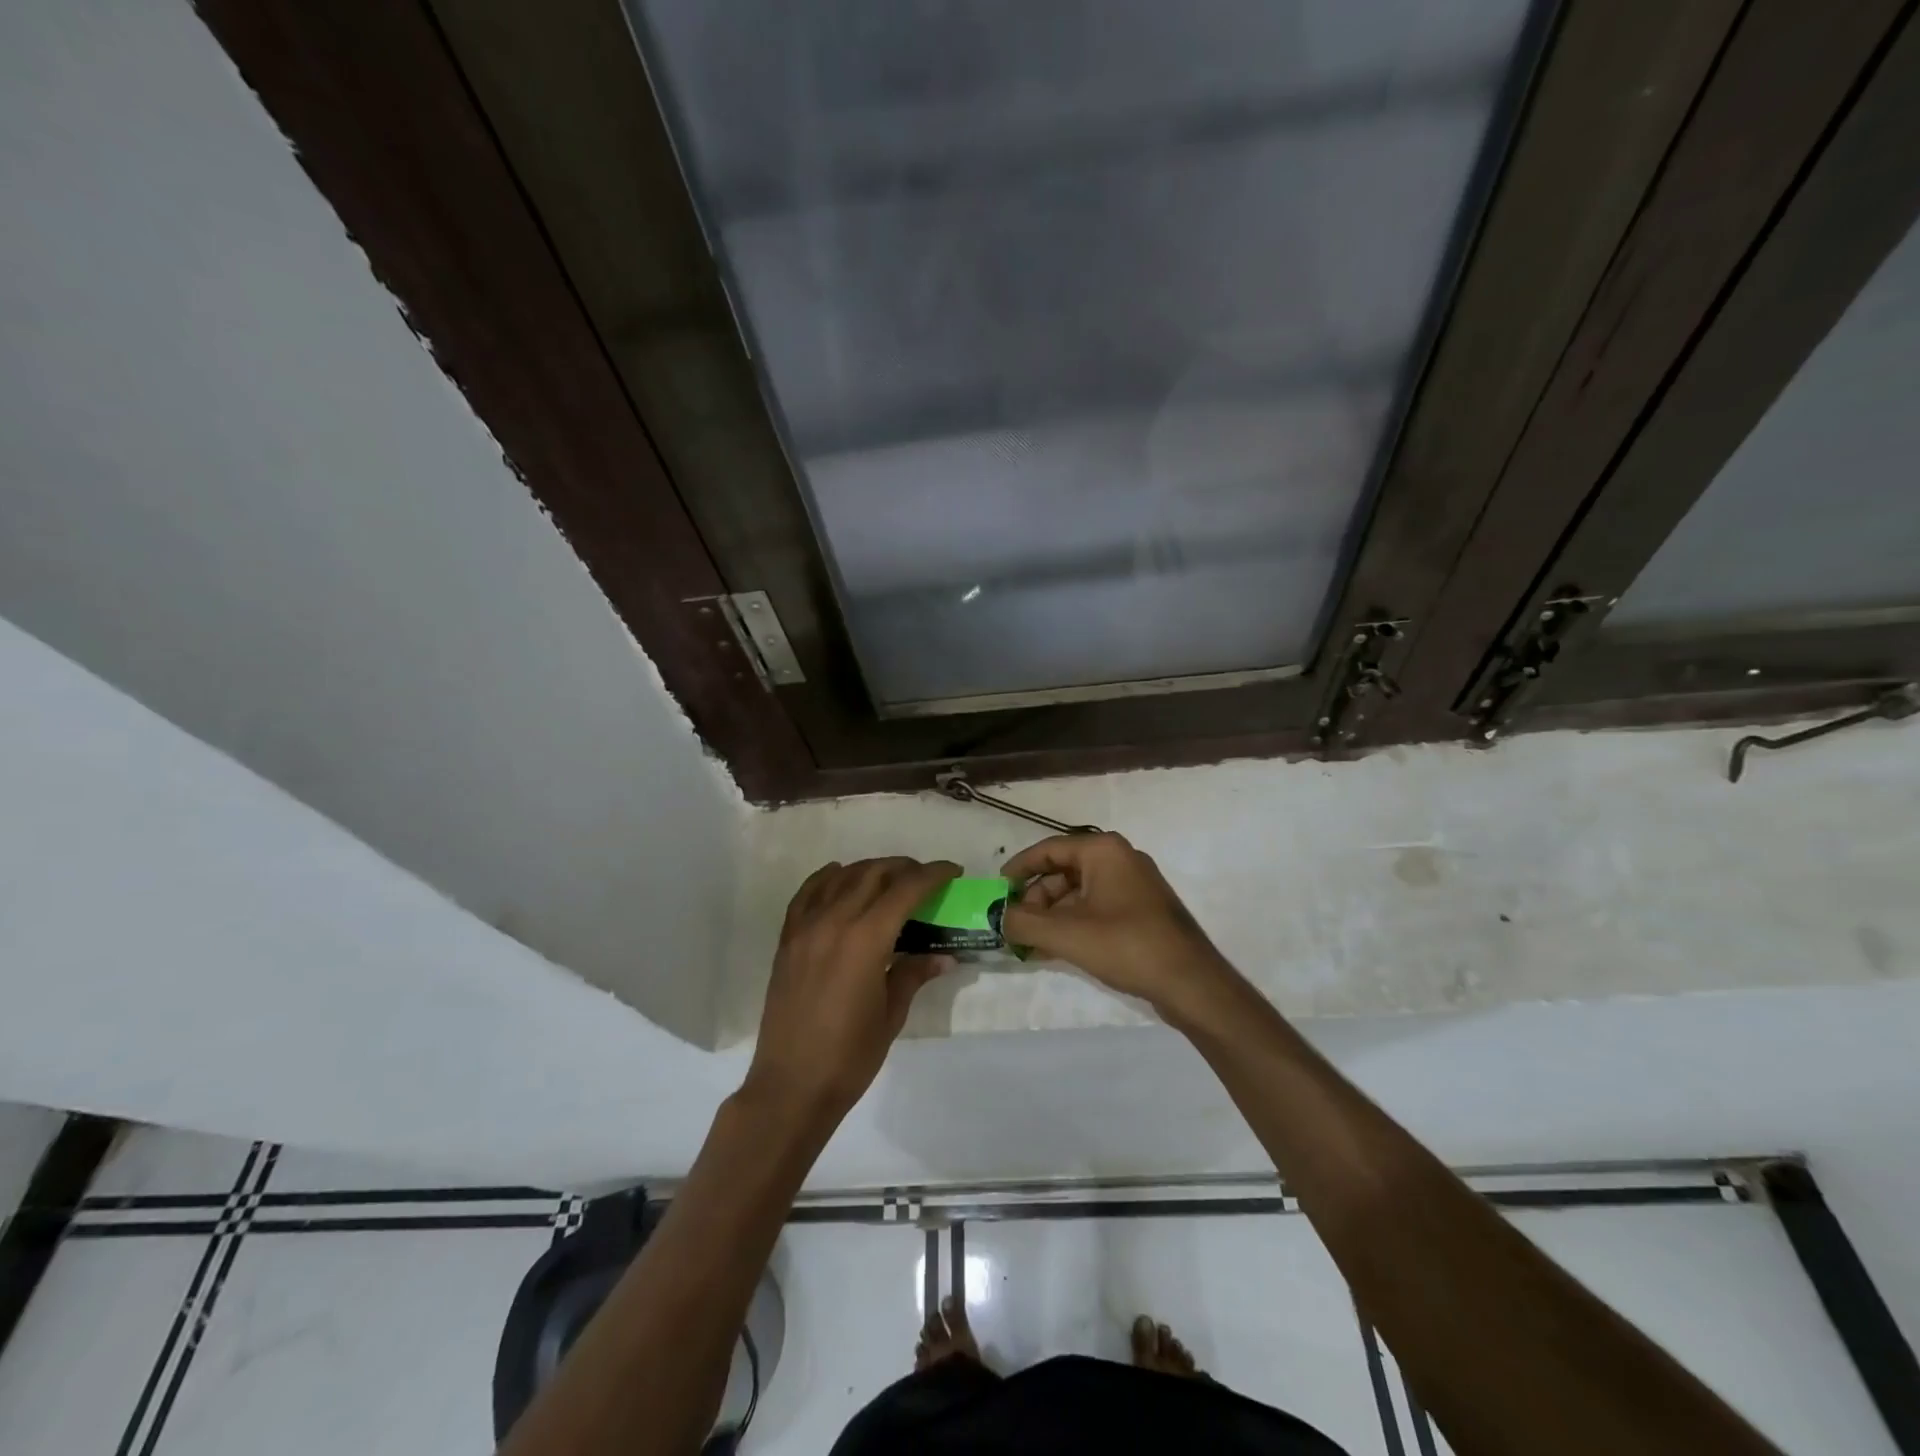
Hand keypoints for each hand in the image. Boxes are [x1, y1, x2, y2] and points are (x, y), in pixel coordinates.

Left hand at [745, 857, 959, 1122]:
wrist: (791, 1086)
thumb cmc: (849, 1057)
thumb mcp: (891, 1015)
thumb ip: (914, 974)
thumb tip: (944, 955)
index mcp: (866, 939)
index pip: (906, 889)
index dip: (933, 875)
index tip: (953, 871)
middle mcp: (834, 921)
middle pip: (874, 874)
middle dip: (905, 868)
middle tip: (926, 879)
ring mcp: (806, 927)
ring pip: (841, 877)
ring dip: (870, 870)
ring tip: (891, 880)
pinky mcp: (787, 939)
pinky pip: (808, 893)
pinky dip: (828, 878)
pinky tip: (840, 877)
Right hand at [1002, 832, 1234, 1020]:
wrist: (1191, 982)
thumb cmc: (1126, 945)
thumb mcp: (1066, 934)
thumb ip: (1024, 923)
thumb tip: (999, 918)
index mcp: (1103, 850)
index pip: (1048, 849)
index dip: (1018, 869)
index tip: (997, 891)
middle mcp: (1119, 858)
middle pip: (1063, 871)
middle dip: (1036, 899)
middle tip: (1017, 927)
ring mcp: (1134, 884)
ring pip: (1079, 892)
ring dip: (1053, 915)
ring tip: (1033, 944)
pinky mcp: (1142, 909)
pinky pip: (1097, 907)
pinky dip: (1074, 923)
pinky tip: (1057, 949)